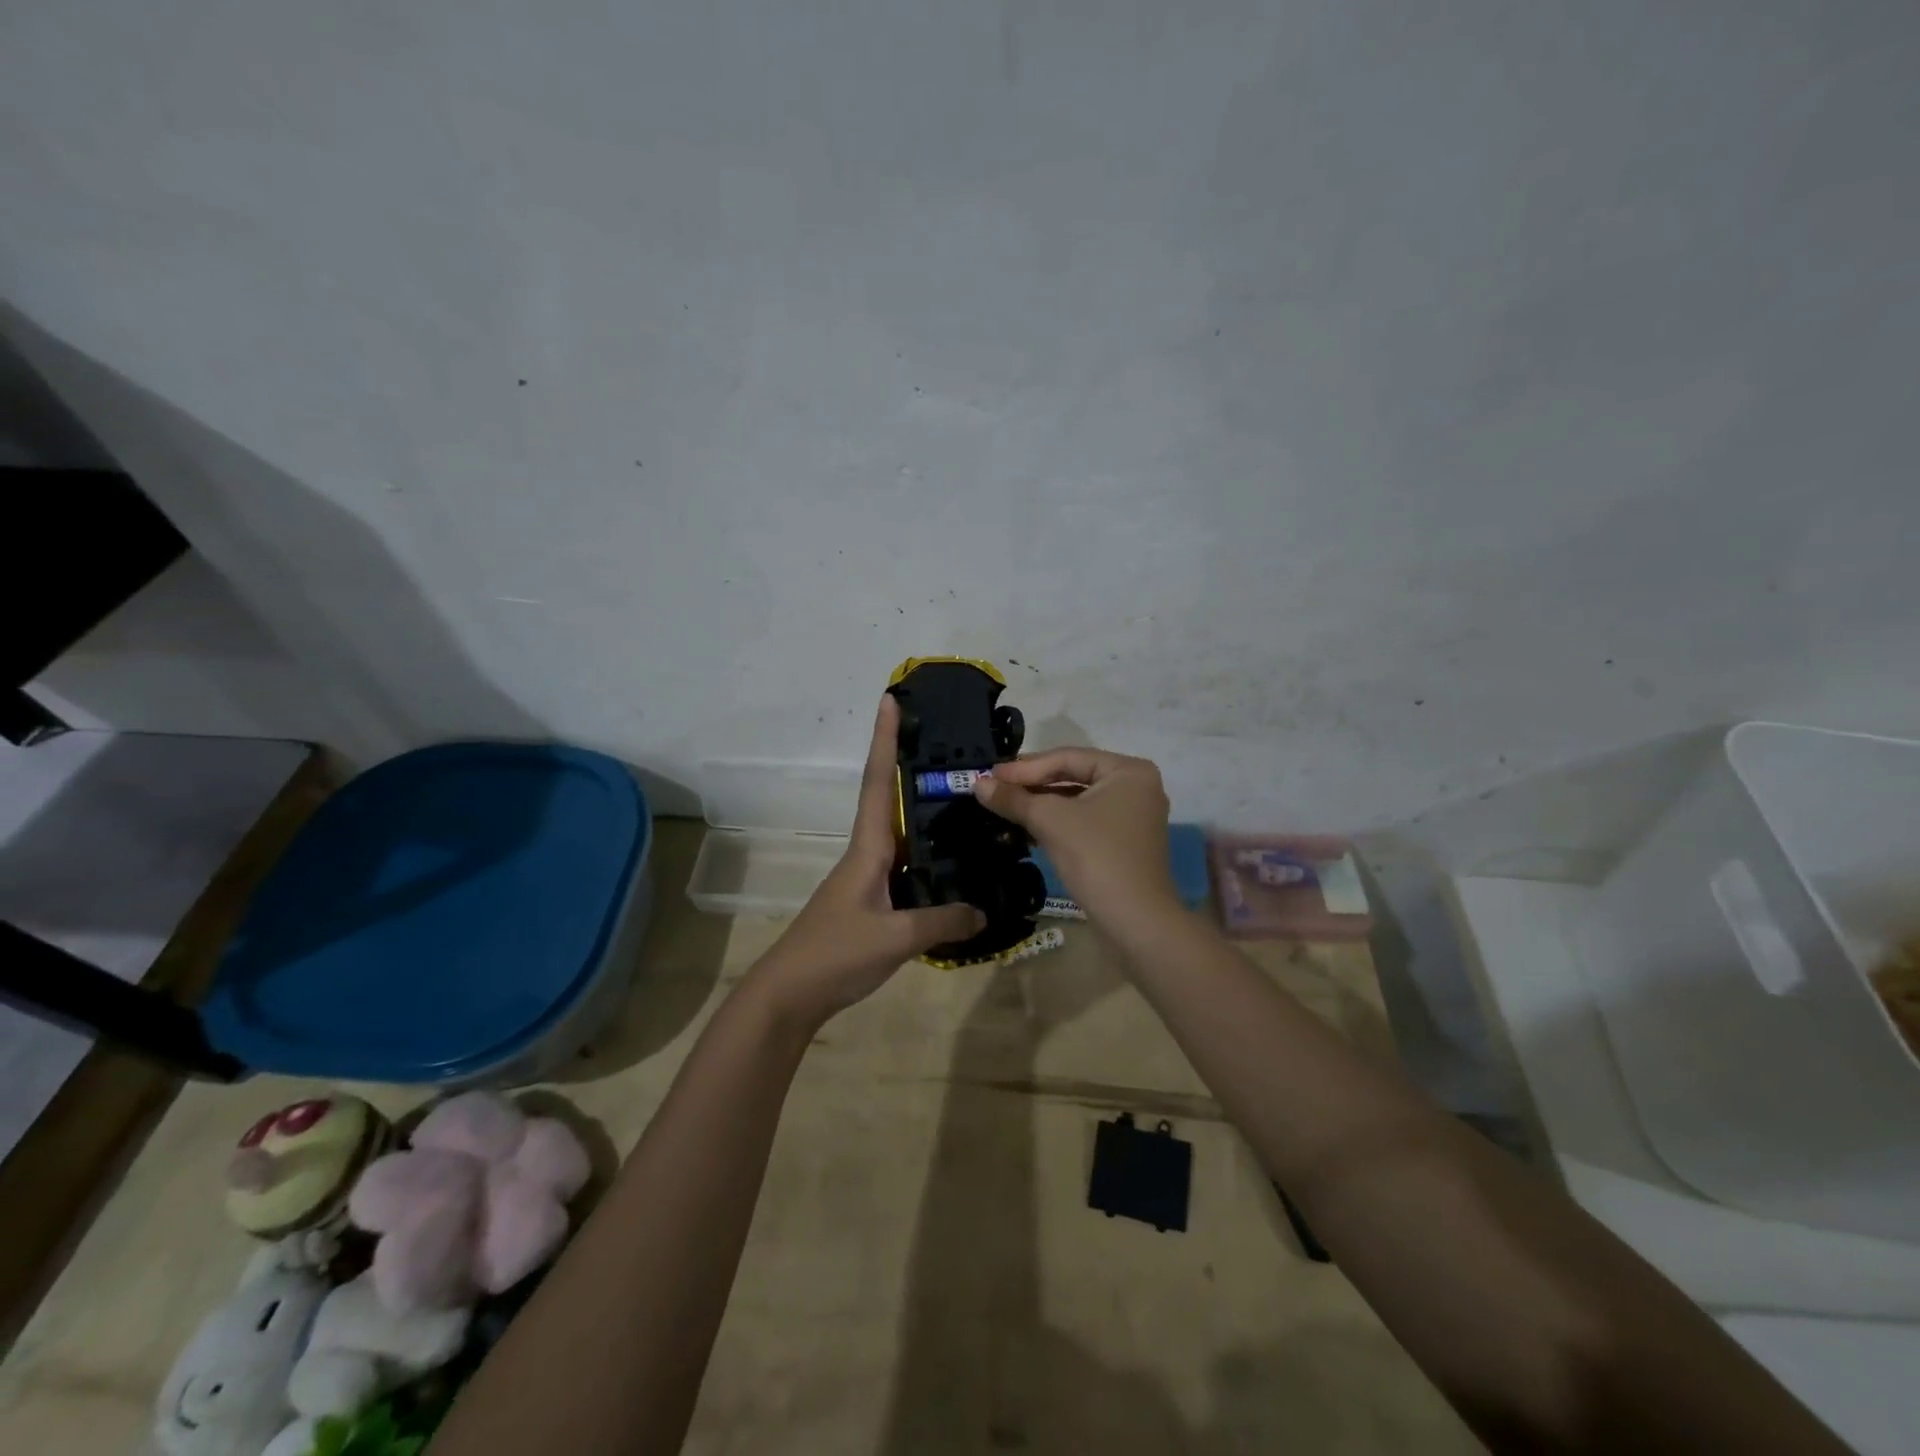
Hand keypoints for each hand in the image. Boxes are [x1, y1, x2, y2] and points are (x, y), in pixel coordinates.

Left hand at [752, 696, 984, 1027]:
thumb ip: (942, 922)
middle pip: (889, 799)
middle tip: (948, 744)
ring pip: (901, 835)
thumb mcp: (896, 939)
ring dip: (923, 812)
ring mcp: (867, 879)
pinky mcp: (871, 903)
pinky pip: (906, 868)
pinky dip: (928, 858)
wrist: (790, 996)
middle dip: (909, 765)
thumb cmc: (835, 954)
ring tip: (964, 799)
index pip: (877, 782)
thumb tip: (984, 912)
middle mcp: (867, 854)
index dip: (884, 740)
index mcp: (868, 848)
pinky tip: (953, 867)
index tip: (889, 700)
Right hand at [973, 748, 1177, 926]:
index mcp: (1128, 770)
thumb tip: (978, 784)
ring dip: (1041, 804)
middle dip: (1032, 784)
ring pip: (1077, 801)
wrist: (1135, 922)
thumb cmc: (1096, 857)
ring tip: (1004, 806)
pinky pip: (1085, 821)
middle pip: (1073, 776)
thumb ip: (1014, 798)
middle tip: (994, 788)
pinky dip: (1057, 823)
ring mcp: (1133, 816)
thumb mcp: (1050, 821)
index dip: (1025, 767)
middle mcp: (1136, 786)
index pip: (1068, 757)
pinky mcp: (1124, 842)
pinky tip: (1026, 829)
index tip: (990, 775)